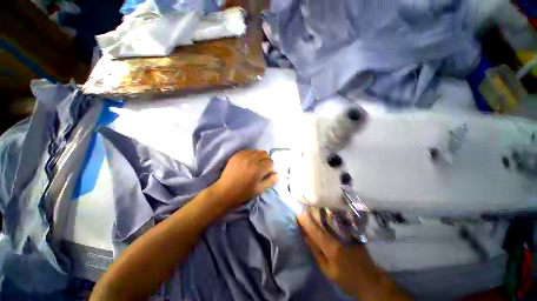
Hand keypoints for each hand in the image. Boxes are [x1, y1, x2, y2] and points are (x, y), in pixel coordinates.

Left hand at [212, 149, 277, 208]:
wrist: (224, 191)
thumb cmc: (243, 193)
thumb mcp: (259, 189)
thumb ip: (271, 181)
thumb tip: (279, 173)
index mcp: (258, 169)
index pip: (271, 163)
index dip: (271, 168)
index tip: (268, 173)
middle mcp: (251, 159)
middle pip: (265, 154)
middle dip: (267, 160)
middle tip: (263, 168)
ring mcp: (243, 156)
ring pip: (258, 151)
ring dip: (260, 157)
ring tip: (256, 165)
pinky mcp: (237, 154)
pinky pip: (249, 150)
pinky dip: (252, 155)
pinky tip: (249, 162)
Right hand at [297, 212, 411, 300]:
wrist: (370, 280)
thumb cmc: (347, 279)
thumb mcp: (328, 271)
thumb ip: (316, 252)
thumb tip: (305, 237)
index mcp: (333, 249)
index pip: (316, 232)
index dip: (306, 222)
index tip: (298, 214)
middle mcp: (340, 237)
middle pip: (323, 222)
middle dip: (312, 214)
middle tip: (303, 207)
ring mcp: (347, 234)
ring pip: (330, 219)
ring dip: (319, 213)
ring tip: (311, 207)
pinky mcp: (352, 233)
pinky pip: (337, 221)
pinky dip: (328, 216)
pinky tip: (323, 212)